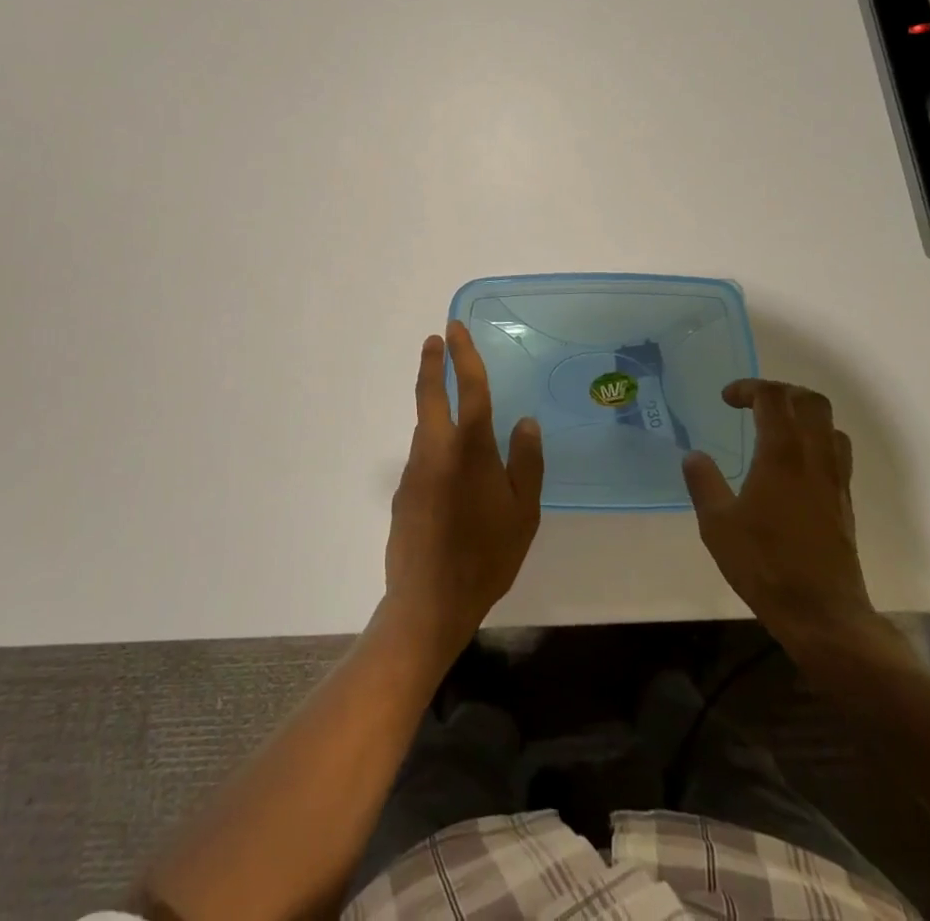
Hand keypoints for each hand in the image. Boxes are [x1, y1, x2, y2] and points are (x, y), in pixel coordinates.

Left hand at [382, 321, 542, 665]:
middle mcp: (436, 449)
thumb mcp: (523, 513)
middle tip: (435, 339)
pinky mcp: (404, 491)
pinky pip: (424, 456)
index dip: (463, 355)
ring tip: (454, 406)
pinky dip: (435, 444)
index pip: (469, 389)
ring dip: (434, 405)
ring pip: (425, 426)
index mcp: (470, 449)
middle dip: (432, 363)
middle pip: (430, 394)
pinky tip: (452, 469)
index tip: (454, 328)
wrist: (430, 601)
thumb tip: (526, 422)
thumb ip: (526, 463)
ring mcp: (415, 470)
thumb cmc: (487, 555)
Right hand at [682, 379, 889, 650]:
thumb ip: (704, 483)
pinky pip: (837, 451)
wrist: (822, 613)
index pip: (773, 398)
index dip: (749, 388)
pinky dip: (815, 439)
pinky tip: (793, 463)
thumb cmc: (765, 565)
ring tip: (776, 426)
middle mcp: (814, 458)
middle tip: (754, 402)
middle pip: (810, 401)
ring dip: (802, 414)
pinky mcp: (844, 501)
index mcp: (781, 455)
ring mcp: (835, 479)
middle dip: (781, 391)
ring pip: (829, 424)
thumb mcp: (717, 525)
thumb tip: (694, 456)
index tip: (726, 399)